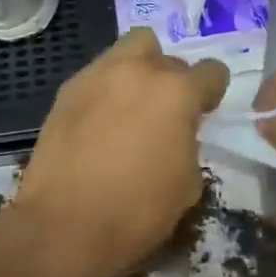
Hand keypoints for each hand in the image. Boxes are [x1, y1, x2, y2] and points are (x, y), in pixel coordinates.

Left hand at [13, 28, 228, 276]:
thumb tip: (177, 135)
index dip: (212, 92)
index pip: (211, 71)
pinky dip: (106, 89)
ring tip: (131, 106)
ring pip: (128, 51)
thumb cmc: (136, 211)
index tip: (204, 111)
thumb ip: (188, 144)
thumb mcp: (187, 185)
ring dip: (138, 70)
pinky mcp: (67, 90)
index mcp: (176, 92)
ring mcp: (98, 75)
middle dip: (171, 78)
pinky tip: (100, 122)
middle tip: (165, 110)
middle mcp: (138, 70)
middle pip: (167, 55)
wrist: (64, 225)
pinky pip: (97, 75)